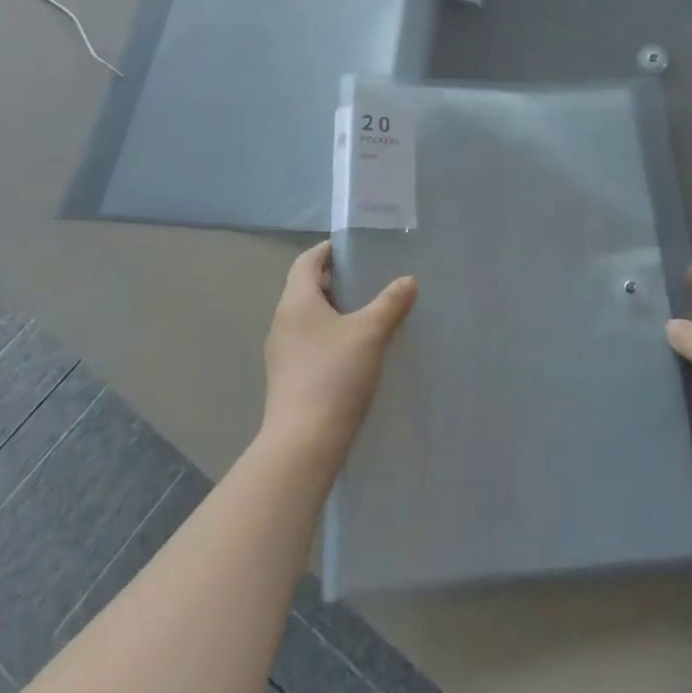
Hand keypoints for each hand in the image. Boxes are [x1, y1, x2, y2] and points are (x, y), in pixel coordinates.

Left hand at [261, 241, 415, 470]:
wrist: (303, 444)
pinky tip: (357, 348)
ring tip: (370, 311)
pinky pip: (310, 342)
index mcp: (296, 302)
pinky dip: (331, 335)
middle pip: (307, 287)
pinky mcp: (289, 378)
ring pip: (310, 317)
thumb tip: (408, 280)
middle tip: (372, 277)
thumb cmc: (334, 375)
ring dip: (336, 309)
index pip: (307, 261)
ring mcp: (283, 353)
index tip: (356, 248)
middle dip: (338, 280)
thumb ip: (391, 302)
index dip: (329, 250)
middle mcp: (283, 322)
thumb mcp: (370, 332)